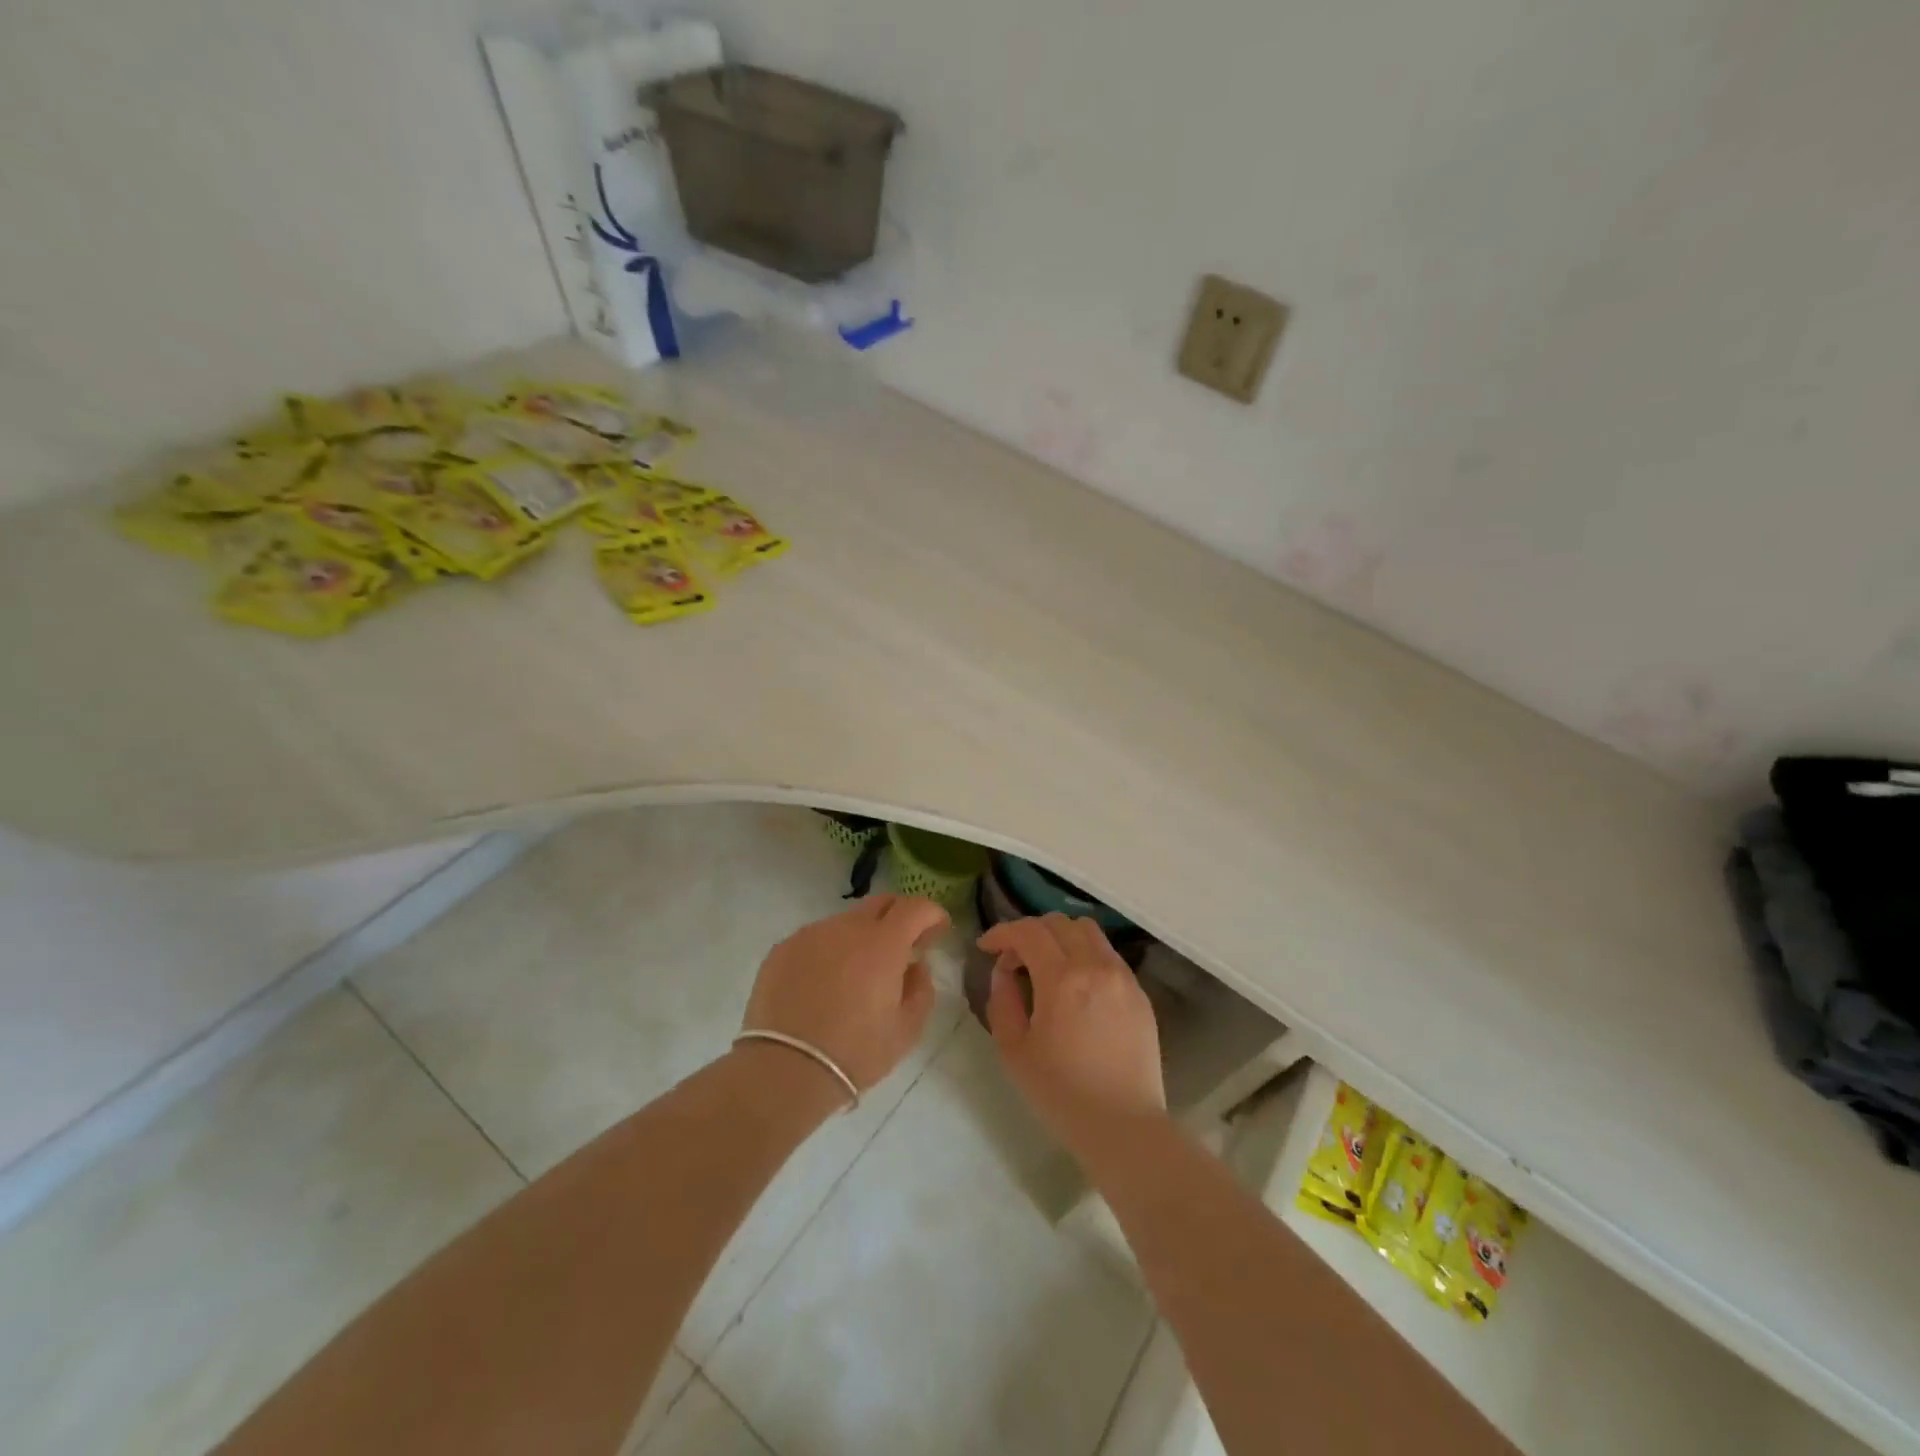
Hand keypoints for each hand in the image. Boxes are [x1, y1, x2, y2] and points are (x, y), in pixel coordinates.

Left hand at [742, 894, 948, 1094]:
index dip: (932, 914)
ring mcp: (811, 934)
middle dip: (898, 917)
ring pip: (846, 922)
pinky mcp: (783, 948)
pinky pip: (816, 939)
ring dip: (860, 938)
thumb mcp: (907, 1029)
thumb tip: (915, 966)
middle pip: (880, 903)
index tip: (937, 931)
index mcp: (883, 943)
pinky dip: (829, 952)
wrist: (785, 1070)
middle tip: (902, 947)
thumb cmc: (856, 1052)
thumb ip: (921, 988)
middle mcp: (847, 927)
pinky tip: (823, 985)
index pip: (915, 907)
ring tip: (856, 974)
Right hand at [979, 914, 1165, 1151]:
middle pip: (1058, 922)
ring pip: (1088, 930)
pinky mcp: (1139, 992)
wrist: (1124, 1126)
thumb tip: (1004, 971)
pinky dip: (1085, 954)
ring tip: (1046, 965)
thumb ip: (1002, 1001)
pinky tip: (1076, 985)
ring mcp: (1123, 976)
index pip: (1028, 931)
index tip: (986, 947)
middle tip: (1014, 960)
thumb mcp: (1014, 1050)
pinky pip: (1107, 954)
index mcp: (1062, 978)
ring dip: (1060, 937)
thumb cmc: (1061, 1093)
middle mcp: (1096, 966)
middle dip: (1029, 932)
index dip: (1002, 932)